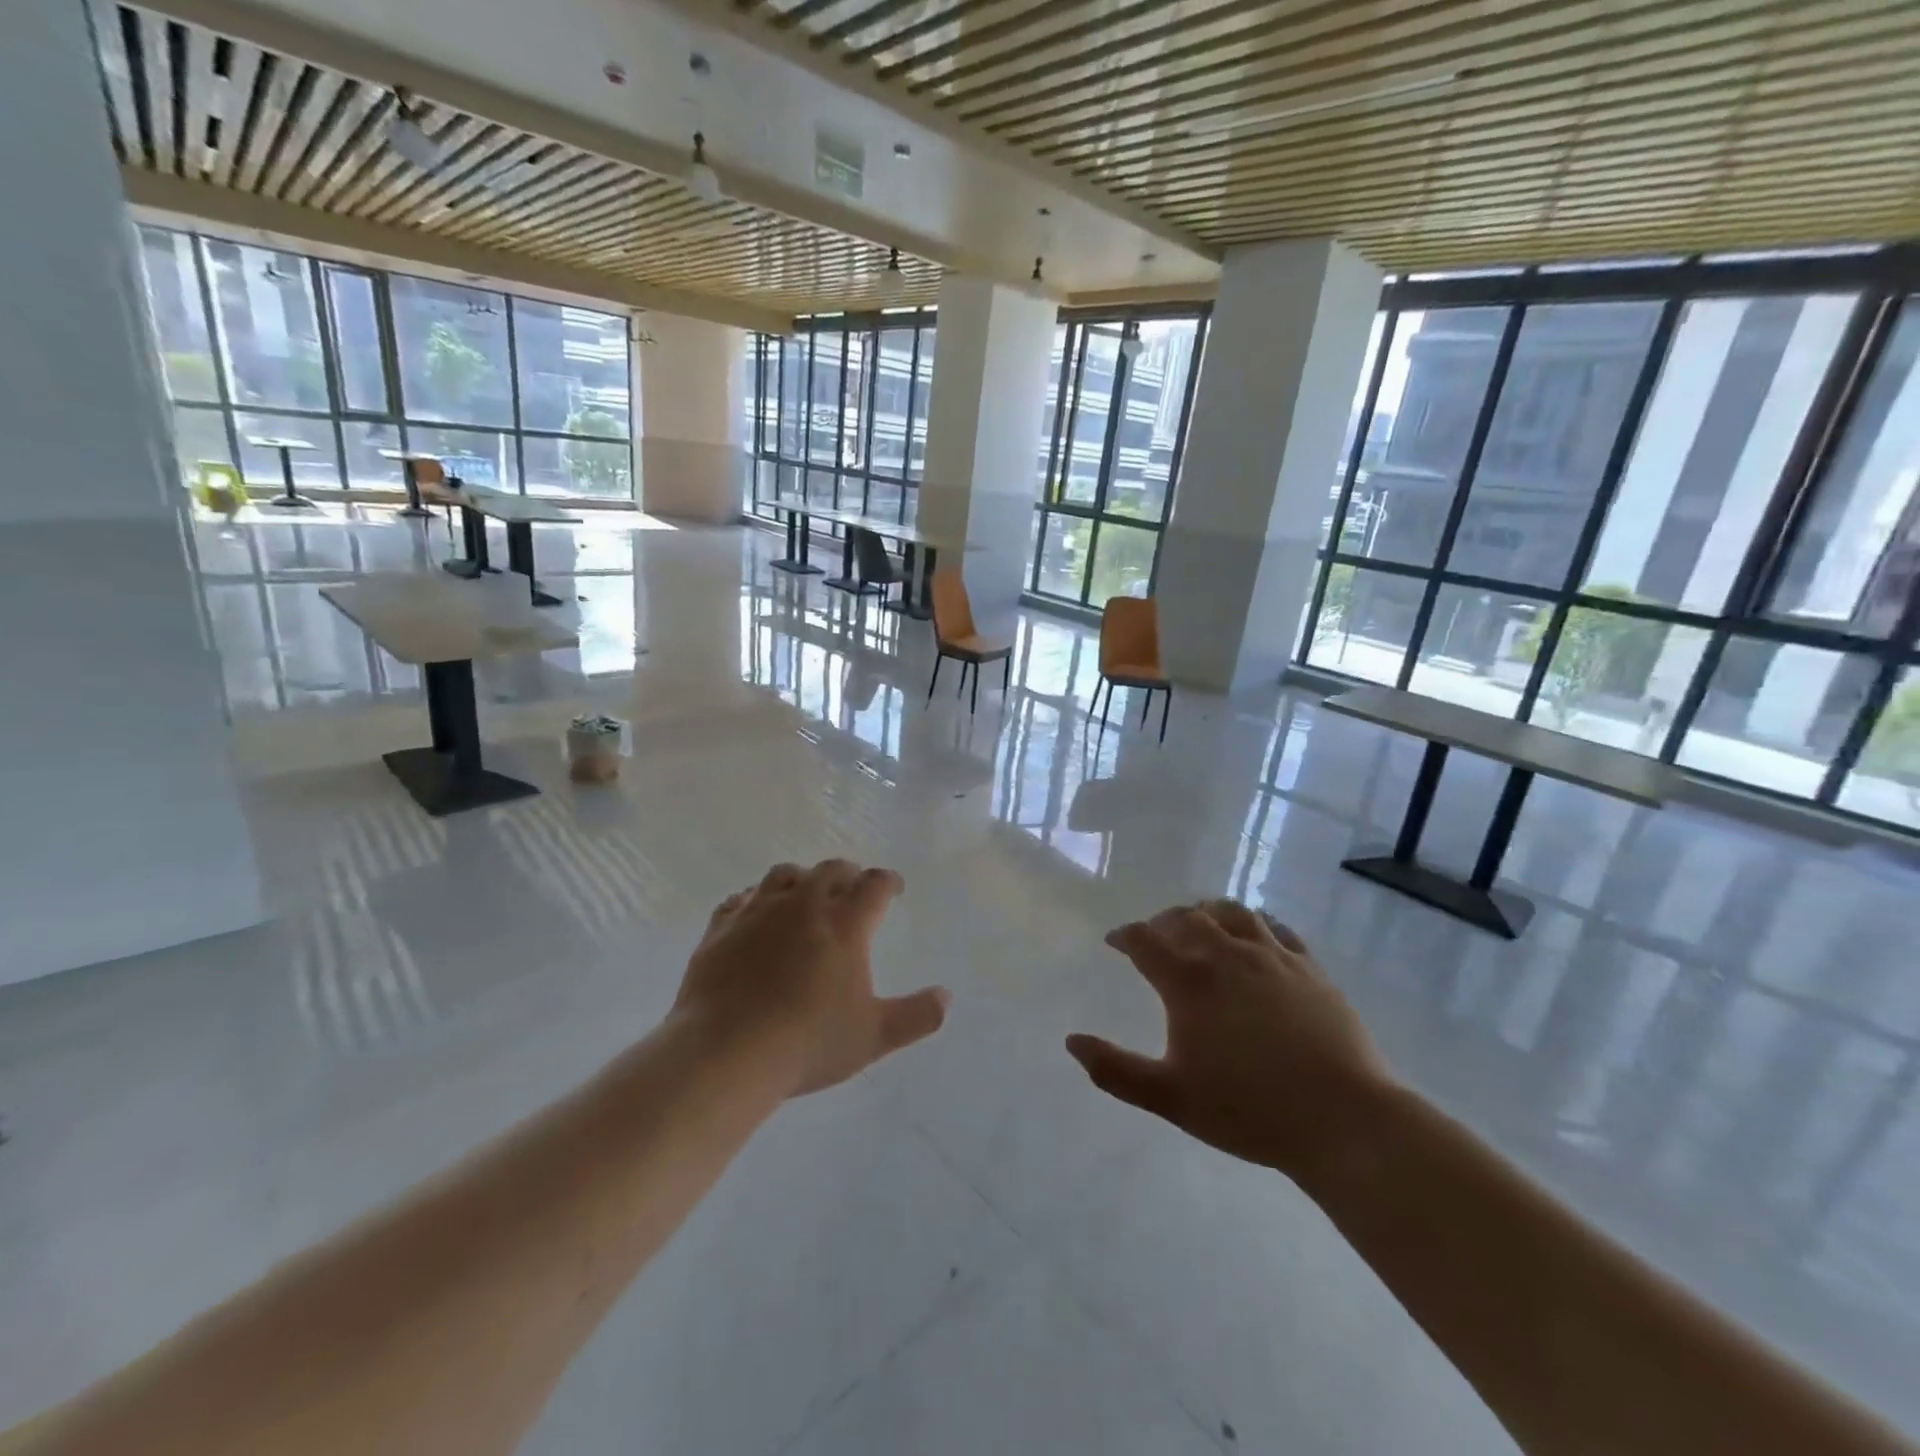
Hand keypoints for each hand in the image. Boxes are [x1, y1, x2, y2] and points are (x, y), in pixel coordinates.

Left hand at [675, 860, 949, 1096]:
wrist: (726, 1052)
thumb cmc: (809, 1042)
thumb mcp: (874, 1036)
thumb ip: (916, 1016)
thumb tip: (946, 997)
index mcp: (845, 923)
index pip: (874, 885)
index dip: (888, 882)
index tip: (893, 888)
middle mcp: (803, 904)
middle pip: (830, 870)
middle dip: (848, 874)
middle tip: (853, 887)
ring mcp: (758, 911)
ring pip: (784, 875)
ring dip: (801, 878)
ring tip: (805, 893)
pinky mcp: (721, 927)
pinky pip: (740, 898)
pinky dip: (755, 899)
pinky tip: (755, 913)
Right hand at [1066, 900, 1393, 1178]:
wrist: (1341, 1119)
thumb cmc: (1248, 1109)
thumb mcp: (1171, 1097)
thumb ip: (1116, 1070)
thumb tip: (1071, 1042)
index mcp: (1189, 981)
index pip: (1145, 940)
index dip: (1125, 936)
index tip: (1115, 941)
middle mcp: (1226, 955)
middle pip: (1186, 918)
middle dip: (1162, 922)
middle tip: (1154, 935)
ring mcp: (1272, 956)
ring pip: (1231, 913)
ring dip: (1206, 912)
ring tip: (1200, 921)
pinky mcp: (1308, 966)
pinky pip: (1276, 928)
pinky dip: (1255, 922)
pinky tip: (1254, 933)